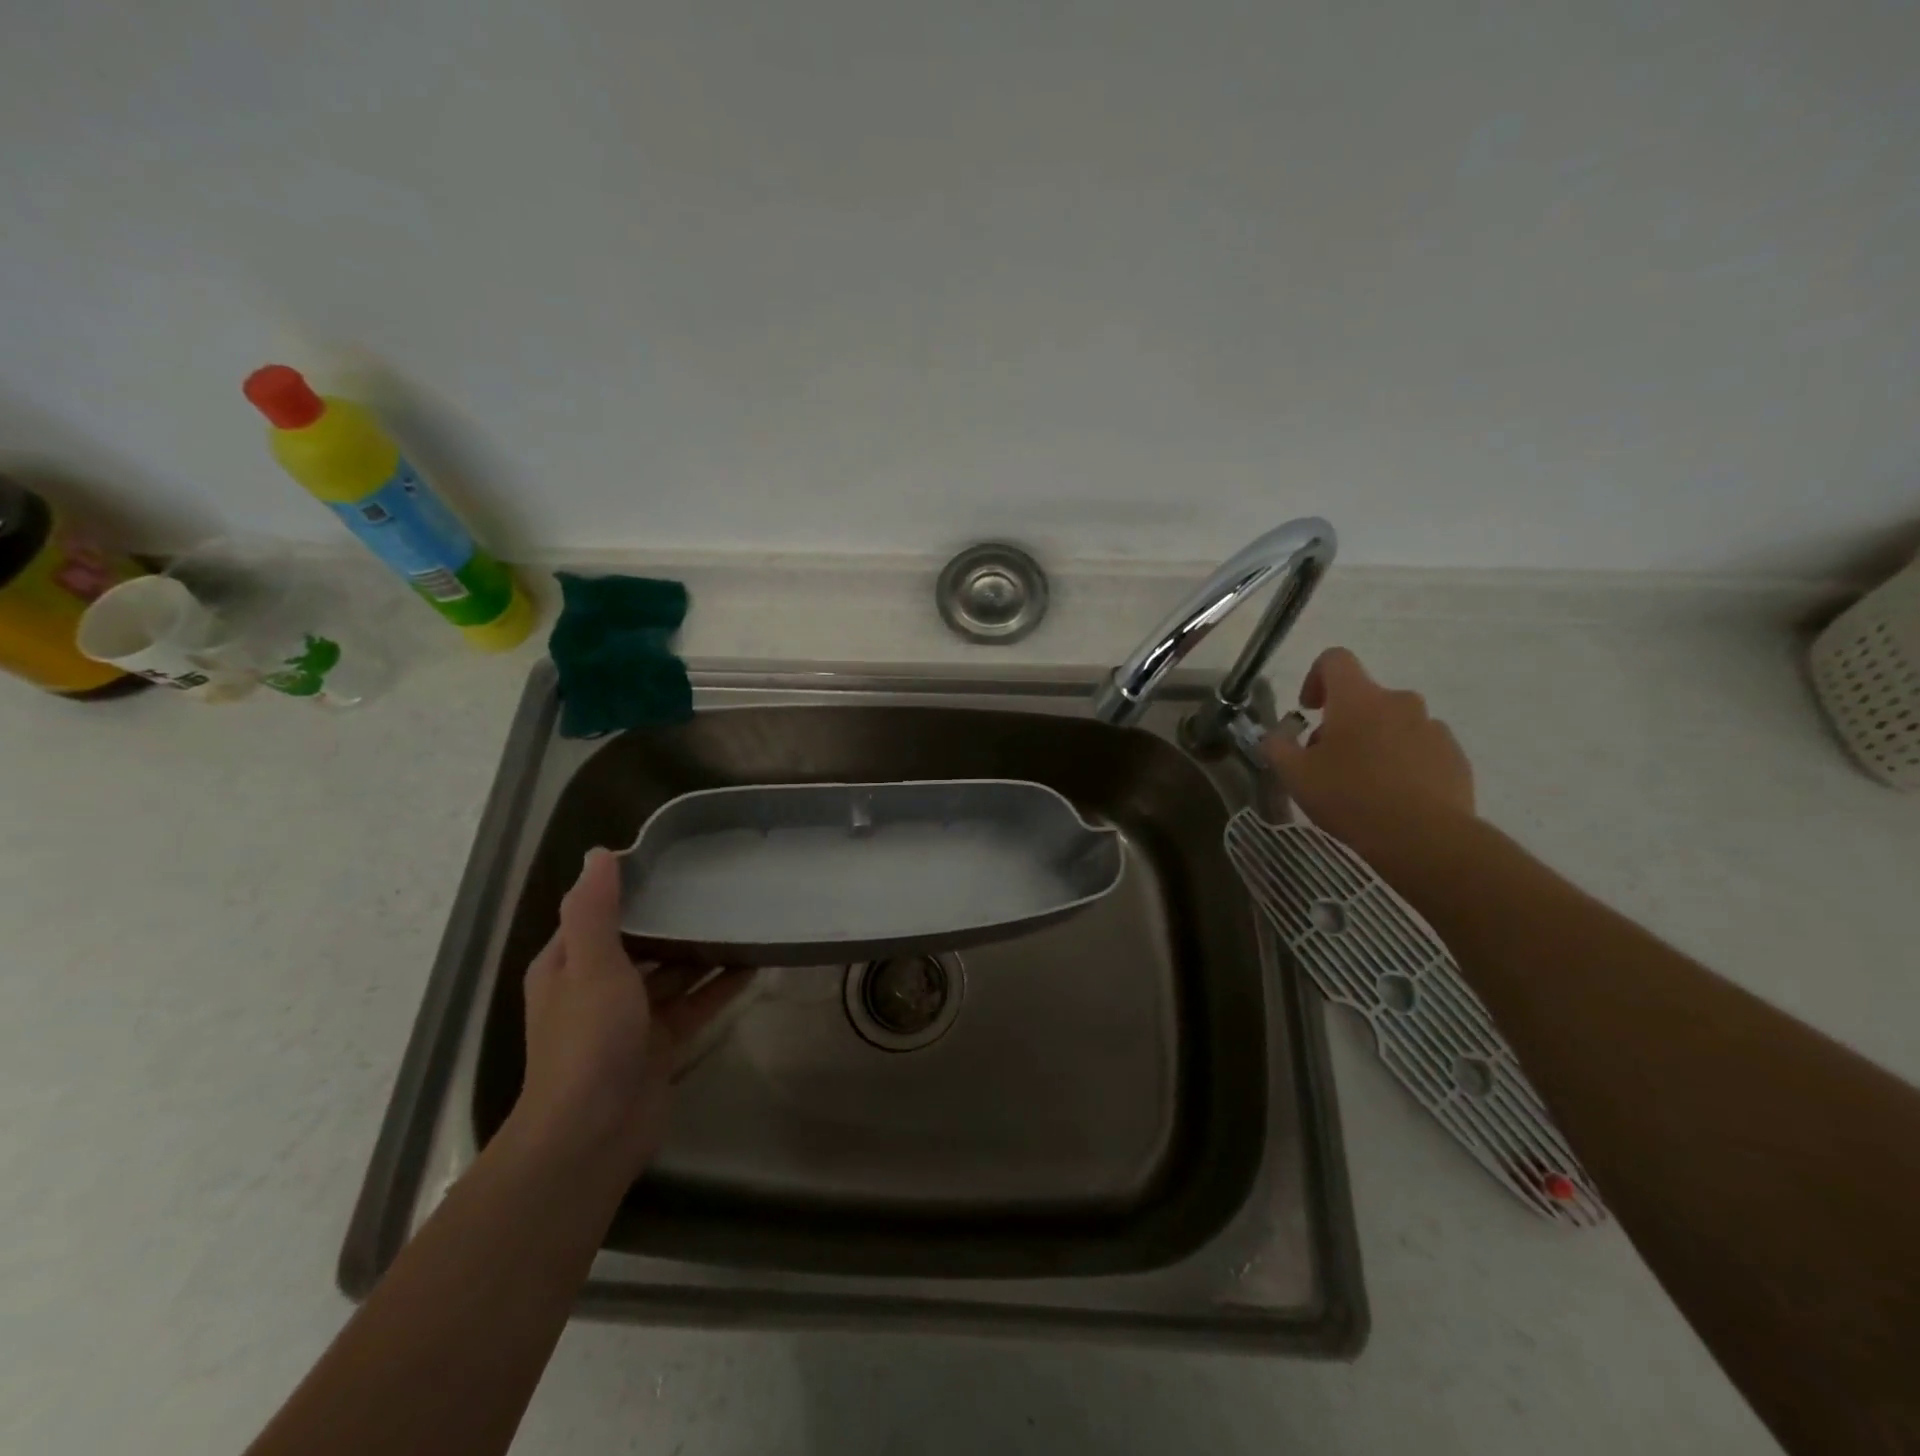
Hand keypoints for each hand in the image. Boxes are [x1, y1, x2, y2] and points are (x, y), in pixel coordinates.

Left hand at [510, 848, 752, 1186]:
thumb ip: (595, 909)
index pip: (600, 914)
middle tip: (720, 887)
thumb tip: (601, 853)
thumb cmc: (588, 1040)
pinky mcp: (661, 1045)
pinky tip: (753, 965)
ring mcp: (631, 1020)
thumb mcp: (591, 965)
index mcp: (569, 965)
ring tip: (743, 919)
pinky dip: (719, 987)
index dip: (632, 889)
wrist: (591, 1136)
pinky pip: (694, 1005)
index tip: (675, 862)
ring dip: (702, 952)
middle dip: (675, 919)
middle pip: (642, 942)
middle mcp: (597, 988)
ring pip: (672, 974)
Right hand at [1264, 647, 1475, 858]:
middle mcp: (1399, 702)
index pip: (1335, 660)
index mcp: (1358, 699)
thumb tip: (1275, 736)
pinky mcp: (1455, 757)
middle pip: (1365, 698)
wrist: (1424, 838)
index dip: (1315, 677)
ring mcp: (1433, 728)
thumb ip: (1277, 747)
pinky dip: (1404, 763)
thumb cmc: (1349, 797)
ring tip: (1363, 783)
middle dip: (1343, 722)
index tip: (1308, 709)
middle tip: (1328, 760)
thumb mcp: (1294, 775)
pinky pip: (1421, 749)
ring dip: (1375, 742)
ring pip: (1394, 724)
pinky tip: (1393, 797)